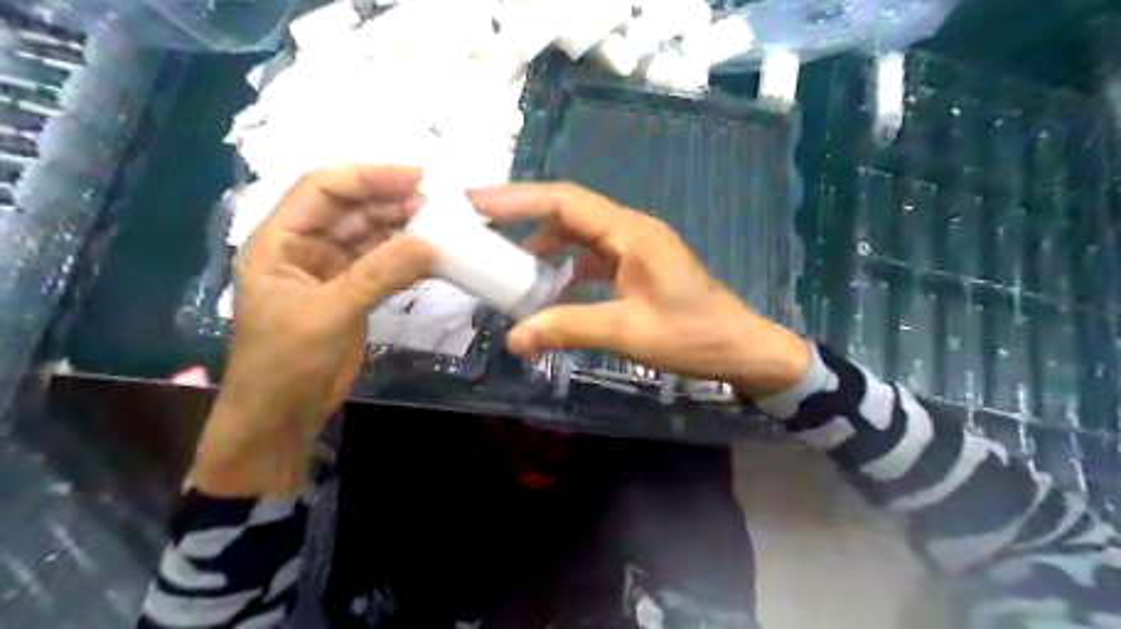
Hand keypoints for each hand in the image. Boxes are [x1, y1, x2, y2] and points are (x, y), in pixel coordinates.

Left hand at [193, 165, 433, 494]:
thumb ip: (378, 275)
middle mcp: (305, 248)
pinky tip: (433, 256)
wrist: (281, 417)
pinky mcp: (354, 293)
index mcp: (281, 240)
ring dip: (404, 229)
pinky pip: (383, 265)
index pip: (323, 189)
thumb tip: (431, 244)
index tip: (417, 178)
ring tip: (444, 227)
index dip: (368, 177)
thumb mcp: (328, 314)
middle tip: (441, 205)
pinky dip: (407, 259)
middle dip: (393, 202)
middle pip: (352, 209)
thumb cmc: (285, 364)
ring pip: (371, 236)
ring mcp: (332, 271)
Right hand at [470, 182, 811, 397]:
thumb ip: (568, 329)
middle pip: (569, 210)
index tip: (475, 201)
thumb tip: (514, 339)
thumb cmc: (691, 337)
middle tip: (479, 225)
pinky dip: (566, 265)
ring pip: (579, 233)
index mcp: (631, 233)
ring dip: (545, 243)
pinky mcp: (638, 265)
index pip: (565, 202)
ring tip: (508, 261)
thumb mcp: (626, 332)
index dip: (517, 199)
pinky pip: (593, 255)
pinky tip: (550, 286)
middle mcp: (632, 230)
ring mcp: (636, 246)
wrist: (739, 348)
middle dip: (523, 215)